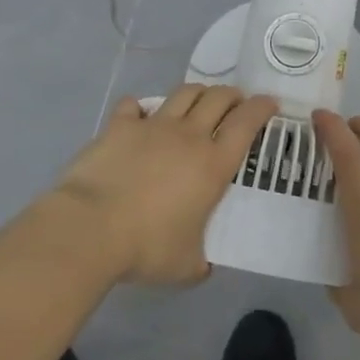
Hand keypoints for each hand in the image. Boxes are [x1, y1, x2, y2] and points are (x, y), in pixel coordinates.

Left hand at [51, 85, 277, 285]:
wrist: (90, 228)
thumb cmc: (146, 247)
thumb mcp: (187, 266)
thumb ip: (201, 261)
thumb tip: (204, 265)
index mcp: (214, 164)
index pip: (247, 122)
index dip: (261, 108)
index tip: (269, 104)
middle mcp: (189, 136)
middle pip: (218, 98)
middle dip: (232, 95)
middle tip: (235, 105)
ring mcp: (152, 126)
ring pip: (183, 93)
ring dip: (197, 93)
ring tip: (199, 102)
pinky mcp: (119, 126)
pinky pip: (133, 105)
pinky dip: (140, 108)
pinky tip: (139, 116)